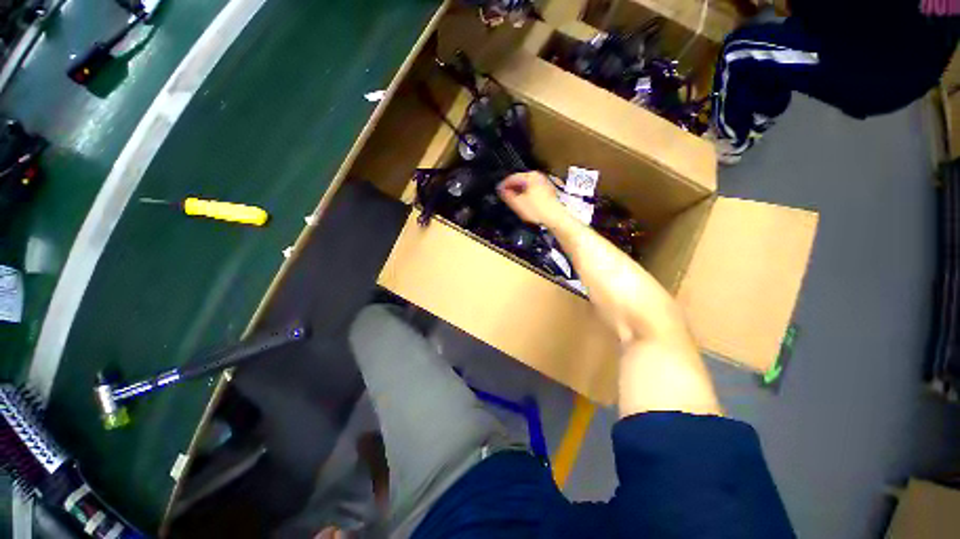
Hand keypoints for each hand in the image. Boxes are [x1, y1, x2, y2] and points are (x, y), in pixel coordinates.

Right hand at [497, 172, 567, 226]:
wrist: (555, 218)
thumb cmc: (538, 210)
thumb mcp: (517, 203)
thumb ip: (507, 195)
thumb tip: (501, 190)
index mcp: (530, 176)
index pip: (512, 177)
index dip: (503, 185)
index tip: (498, 191)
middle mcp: (538, 177)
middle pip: (520, 181)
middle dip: (512, 188)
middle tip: (505, 196)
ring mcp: (544, 184)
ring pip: (527, 186)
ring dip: (519, 192)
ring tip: (513, 201)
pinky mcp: (548, 192)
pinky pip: (533, 191)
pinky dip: (527, 195)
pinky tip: (524, 204)